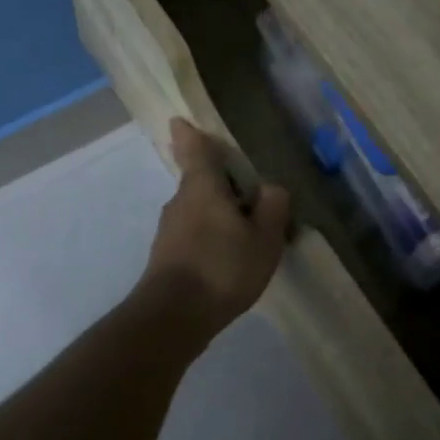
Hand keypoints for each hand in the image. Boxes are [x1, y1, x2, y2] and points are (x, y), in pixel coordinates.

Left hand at [139, 118, 290, 341]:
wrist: (174, 317)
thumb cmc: (222, 267)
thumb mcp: (264, 237)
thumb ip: (272, 206)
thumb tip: (270, 188)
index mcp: (202, 187)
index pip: (194, 149)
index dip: (190, 134)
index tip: (180, 122)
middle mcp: (180, 202)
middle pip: (199, 182)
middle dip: (220, 184)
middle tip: (249, 194)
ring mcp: (169, 232)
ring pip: (197, 212)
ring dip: (217, 215)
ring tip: (247, 235)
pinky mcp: (166, 258)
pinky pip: (194, 236)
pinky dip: (211, 239)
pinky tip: (230, 261)